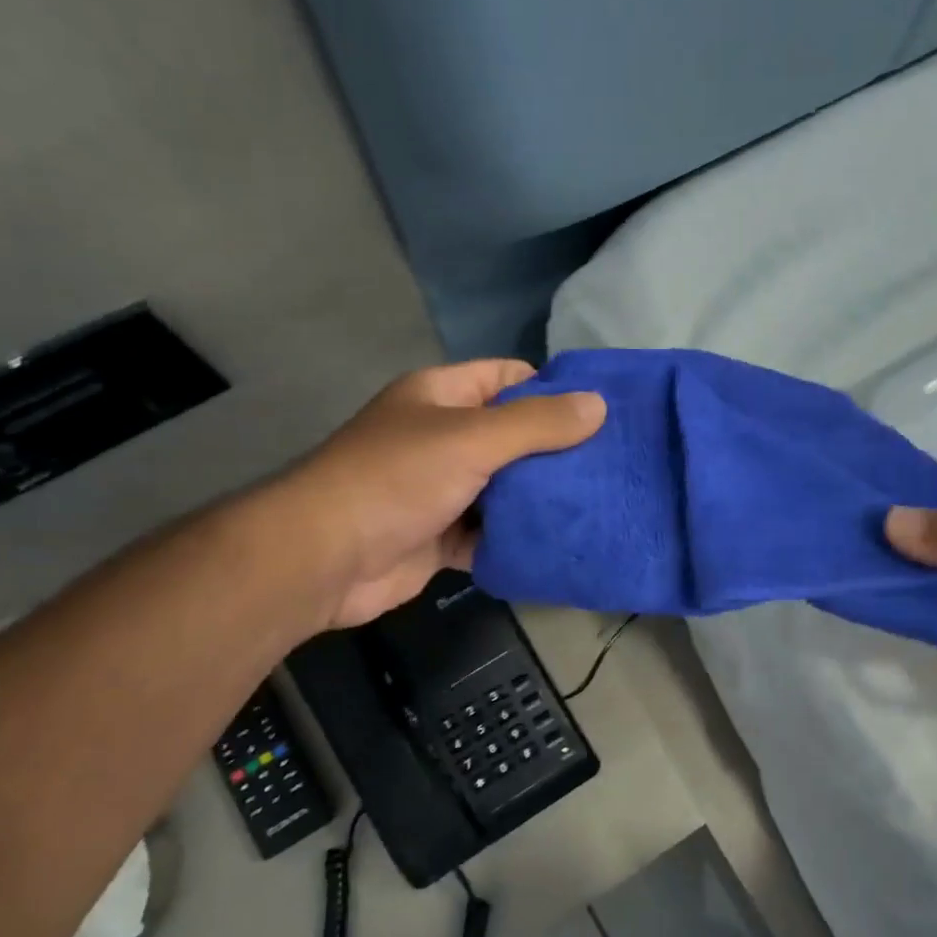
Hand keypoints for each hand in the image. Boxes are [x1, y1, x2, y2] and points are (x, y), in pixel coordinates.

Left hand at [277, 360, 604, 629]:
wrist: (324, 559)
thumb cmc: (396, 480)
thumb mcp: (472, 439)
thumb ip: (538, 423)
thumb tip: (600, 404)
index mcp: (441, 397)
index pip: (507, 377)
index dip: (552, 389)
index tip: (602, 412)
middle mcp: (441, 438)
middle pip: (511, 436)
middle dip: (556, 451)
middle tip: (612, 465)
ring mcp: (440, 490)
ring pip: (504, 489)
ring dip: (540, 499)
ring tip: (600, 504)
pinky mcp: (441, 538)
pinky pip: (490, 534)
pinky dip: (517, 539)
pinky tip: (560, 544)